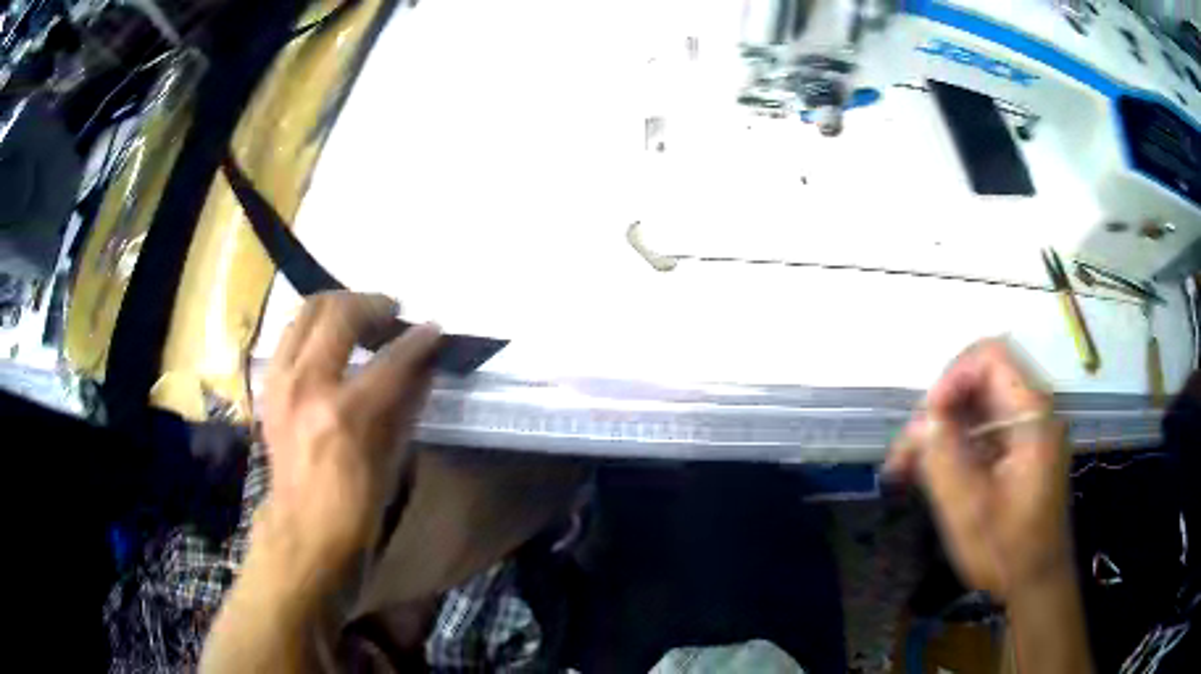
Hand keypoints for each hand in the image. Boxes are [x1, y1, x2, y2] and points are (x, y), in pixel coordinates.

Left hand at [257, 291, 441, 588]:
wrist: (304, 530)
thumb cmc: (357, 507)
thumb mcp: (392, 459)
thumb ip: (406, 404)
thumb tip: (423, 366)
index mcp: (345, 412)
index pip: (392, 357)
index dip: (419, 340)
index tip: (434, 329)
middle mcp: (307, 385)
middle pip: (338, 313)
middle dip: (371, 304)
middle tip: (391, 314)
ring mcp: (281, 382)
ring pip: (306, 313)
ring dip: (337, 308)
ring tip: (359, 319)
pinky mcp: (269, 387)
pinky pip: (289, 337)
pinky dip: (312, 330)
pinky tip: (327, 344)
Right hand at [886, 339, 1071, 600]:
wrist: (1037, 584)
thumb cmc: (1008, 551)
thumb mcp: (970, 511)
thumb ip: (944, 459)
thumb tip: (922, 420)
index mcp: (1031, 416)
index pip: (990, 357)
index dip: (953, 376)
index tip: (927, 420)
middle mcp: (1032, 413)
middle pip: (980, 380)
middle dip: (939, 409)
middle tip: (906, 451)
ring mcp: (1027, 432)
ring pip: (977, 406)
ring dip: (941, 428)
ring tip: (906, 466)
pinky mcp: (1019, 450)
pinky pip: (983, 430)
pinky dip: (954, 445)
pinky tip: (929, 473)